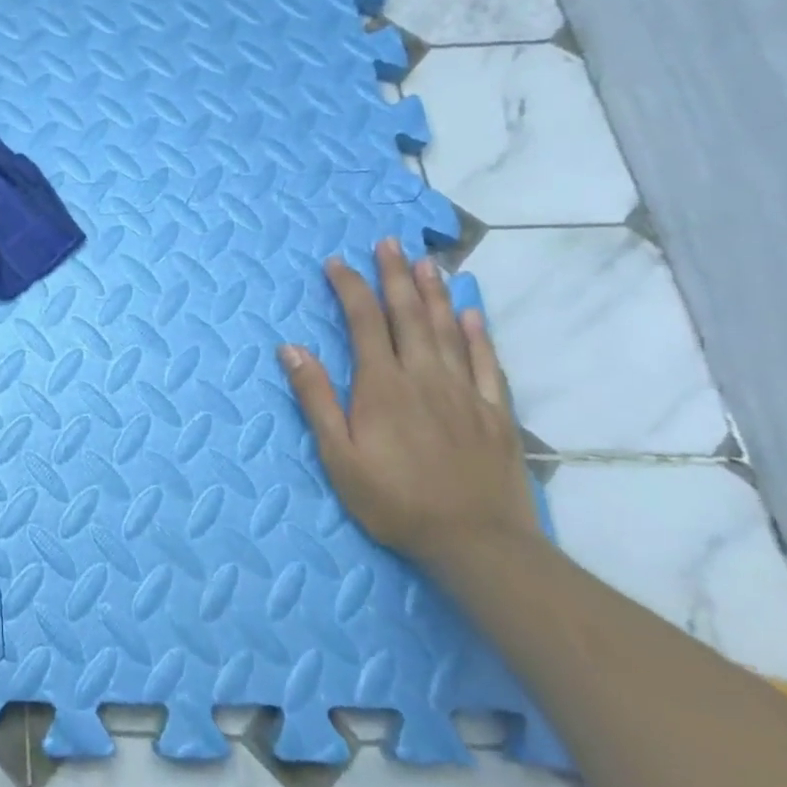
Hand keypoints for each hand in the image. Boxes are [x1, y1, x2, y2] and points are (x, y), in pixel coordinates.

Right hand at [278, 238, 539, 567]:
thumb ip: (315, 398)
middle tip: (388, 242)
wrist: (477, 544)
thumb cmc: (394, 500)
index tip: (336, 262)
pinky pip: (486, 363)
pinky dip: (478, 334)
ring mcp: (464, 392)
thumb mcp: (338, 455)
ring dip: (435, 293)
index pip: (364, 321)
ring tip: (427, 262)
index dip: (349, 287)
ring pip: (448, 330)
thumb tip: (291, 347)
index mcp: (382, 384)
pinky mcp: (495, 414)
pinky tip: (472, 313)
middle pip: (408, 314)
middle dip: (395, 276)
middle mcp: (424, 376)